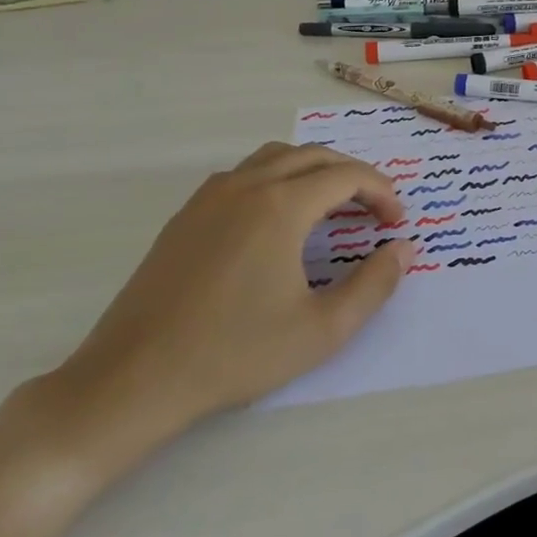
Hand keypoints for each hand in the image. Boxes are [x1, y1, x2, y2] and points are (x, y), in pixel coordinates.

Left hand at [46, 143, 413, 456]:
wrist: (133, 380)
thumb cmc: (235, 353)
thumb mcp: (323, 329)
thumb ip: (375, 285)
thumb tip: (403, 249)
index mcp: (281, 207)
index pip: (346, 176)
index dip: (381, 192)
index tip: (396, 222)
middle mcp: (246, 187)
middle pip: (314, 156)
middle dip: (353, 176)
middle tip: (374, 209)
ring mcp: (209, 198)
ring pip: (275, 158)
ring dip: (313, 170)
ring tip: (332, 205)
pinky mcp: (185, 217)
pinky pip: (243, 175)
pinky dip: (276, 179)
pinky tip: (278, 220)